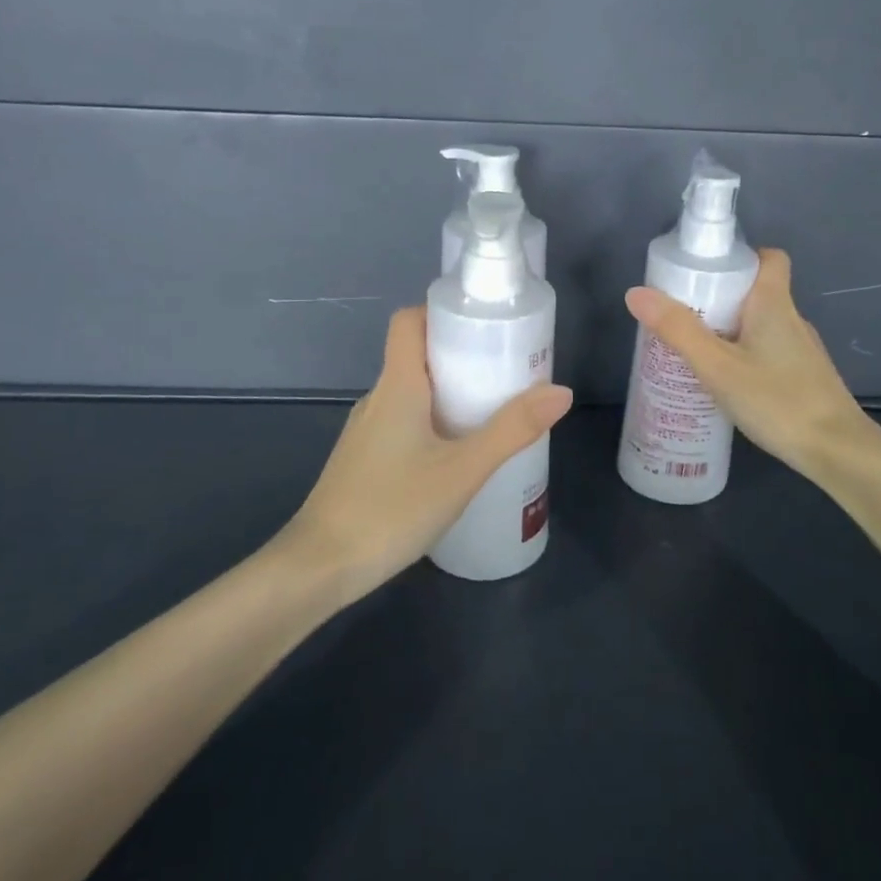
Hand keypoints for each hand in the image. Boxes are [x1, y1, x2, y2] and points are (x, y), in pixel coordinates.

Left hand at [274, 306, 572, 602]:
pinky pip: (402, 421)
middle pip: (416, 355)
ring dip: (448, 392)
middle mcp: (377, 398)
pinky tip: (457, 454)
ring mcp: (366, 430)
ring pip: (410, 392)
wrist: (319, 567)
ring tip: (491, 412)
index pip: (408, 321)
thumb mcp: (462, 470)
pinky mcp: (363, 459)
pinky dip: (432, 422)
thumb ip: (511, 430)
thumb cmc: (391, 508)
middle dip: (461, 356)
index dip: (442, 312)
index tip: (483, 326)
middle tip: (505, 372)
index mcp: (397, 385)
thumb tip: (561, 391)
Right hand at [624, 249, 879, 480]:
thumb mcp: (717, 366)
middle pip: (757, 292)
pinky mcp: (804, 378)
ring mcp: (802, 351)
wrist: (837, 452)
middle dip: (720, 298)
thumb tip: (636, 293)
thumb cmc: (777, 400)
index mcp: (774, 304)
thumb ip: (678, 330)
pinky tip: (724, 383)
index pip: (770, 258)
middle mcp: (792, 320)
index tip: (707, 273)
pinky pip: (768, 352)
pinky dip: (744, 356)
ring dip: (730, 331)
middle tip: (683, 316)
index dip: (741, 257)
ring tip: (694, 351)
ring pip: (761, 326)